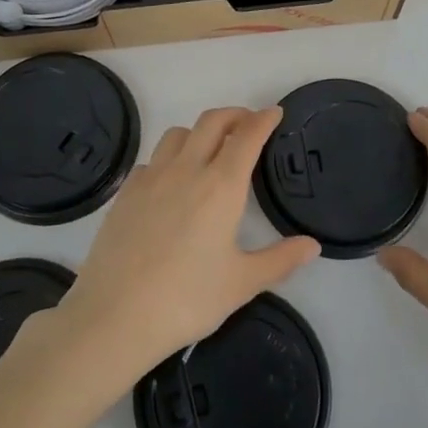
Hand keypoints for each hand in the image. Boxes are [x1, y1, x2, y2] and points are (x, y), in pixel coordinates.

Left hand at [57, 106, 319, 382]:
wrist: (115, 314)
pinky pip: (152, 159)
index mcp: (221, 186)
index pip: (247, 137)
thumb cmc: (186, 299)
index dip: (263, 119)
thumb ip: (280, 260)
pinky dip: (169, 158)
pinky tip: (171, 182)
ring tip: (210, 149)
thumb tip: (312, 246)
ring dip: (200, 131)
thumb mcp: (241, 284)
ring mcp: (151, 177)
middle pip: (212, 122)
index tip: (275, 113)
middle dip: (234, 115)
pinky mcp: (126, 192)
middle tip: (248, 124)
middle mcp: (186, 169)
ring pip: (178, 134)